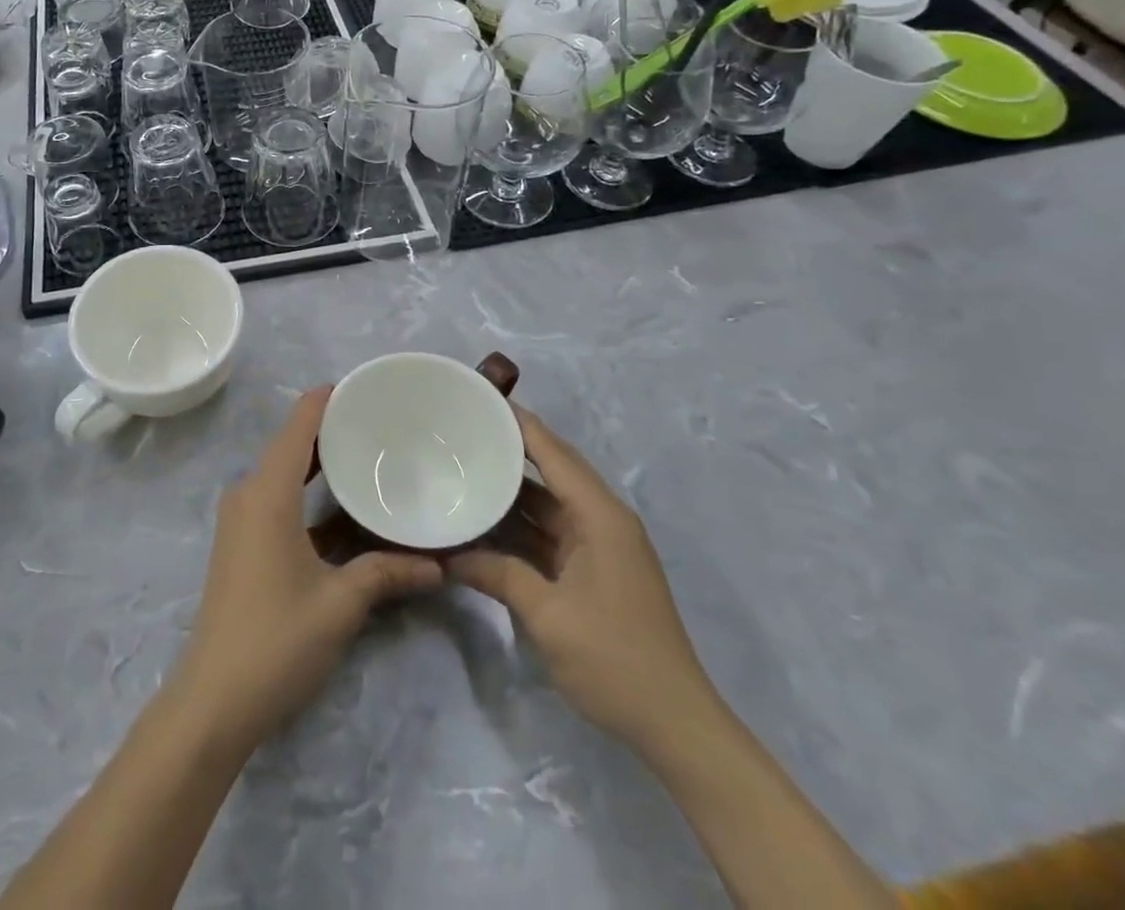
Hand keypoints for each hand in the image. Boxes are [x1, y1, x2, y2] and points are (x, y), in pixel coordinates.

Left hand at [174, 386, 442, 747]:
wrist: (212, 700)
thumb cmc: (276, 639)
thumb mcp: (340, 603)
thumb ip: (387, 574)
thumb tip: (439, 566)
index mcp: (267, 492)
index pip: (298, 425)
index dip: (326, 399)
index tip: (364, 386)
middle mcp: (248, 494)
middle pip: (290, 444)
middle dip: (330, 429)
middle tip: (379, 421)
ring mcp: (240, 519)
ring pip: (282, 471)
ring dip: (317, 461)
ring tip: (365, 452)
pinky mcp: (240, 542)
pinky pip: (276, 496)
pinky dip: (305, 488)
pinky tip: (339, 503)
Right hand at [449, 406, 714, 752]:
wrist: (676, 726)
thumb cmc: (614, 659)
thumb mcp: (548, 615)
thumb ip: (497, 575)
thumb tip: (448, 557)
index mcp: (600, 516)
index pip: (553, 452)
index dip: (518, 423)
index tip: (479, 398)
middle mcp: (602, 520)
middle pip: (552, 470)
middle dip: (510, 450)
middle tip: (463, 432)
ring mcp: (600, 546)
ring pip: (548, 504)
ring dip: (511, 493)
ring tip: (464, 471)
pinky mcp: (595, 570)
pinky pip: (551, 533)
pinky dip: (520, 527)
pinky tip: (485, 524)